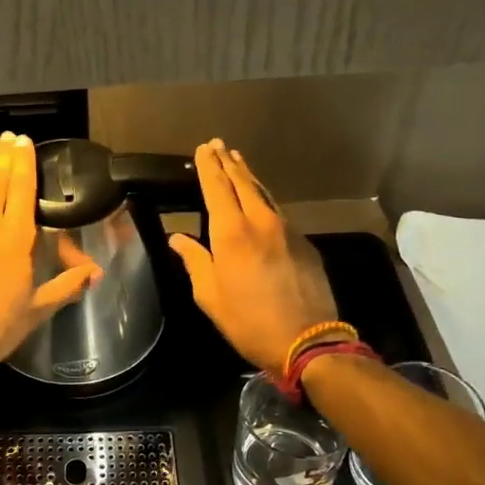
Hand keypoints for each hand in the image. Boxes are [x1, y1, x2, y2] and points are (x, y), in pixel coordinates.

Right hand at [169, 139, 337, 373]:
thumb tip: (177, 238)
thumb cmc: (248, 321)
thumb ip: (195, 261)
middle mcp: (260, 222)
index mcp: (232, 233)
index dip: (208, 167)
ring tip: (238, 161)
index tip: (203, 149)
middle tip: (219, 144)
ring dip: (248, 176)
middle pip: (243, 183)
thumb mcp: (209, 295)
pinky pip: (278, 211)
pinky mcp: (303, 242)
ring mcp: (287, 230)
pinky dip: (264, 198)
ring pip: (264, 194)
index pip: (216, 189)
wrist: (307, 340)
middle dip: (228, 163)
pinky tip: (259, 199)